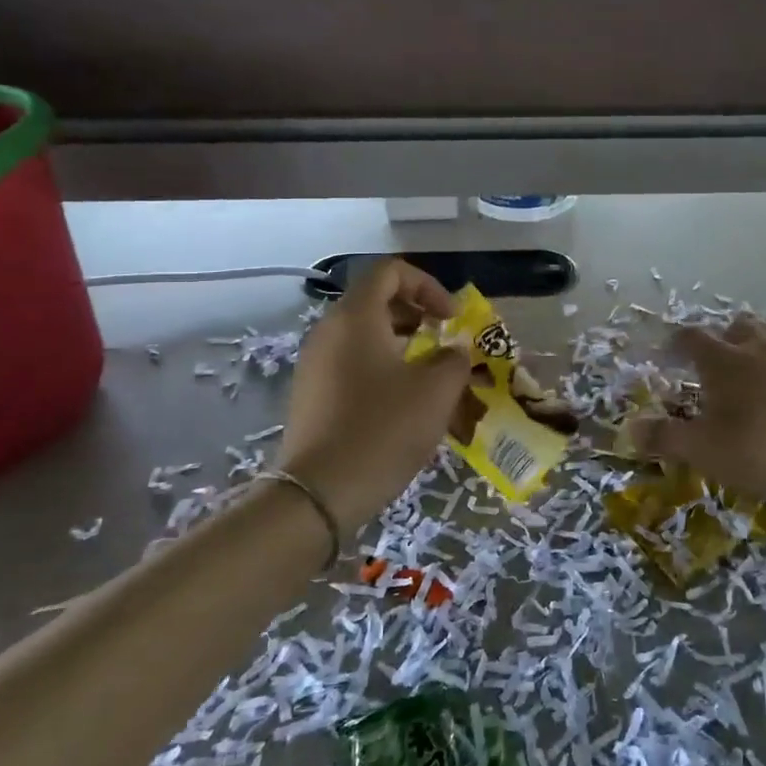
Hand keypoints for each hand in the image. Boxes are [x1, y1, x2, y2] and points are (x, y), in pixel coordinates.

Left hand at [278, 259, 470, 528]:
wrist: (320, 493)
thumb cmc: (383, 429)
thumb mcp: (436, 391)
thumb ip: (453, 359)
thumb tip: (453, 350)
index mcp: (356, 317)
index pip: (390, 272)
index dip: (427, 285)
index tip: (451, 318)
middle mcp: (329, 331)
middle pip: (375, 300)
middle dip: (416, 313)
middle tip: (442, 339)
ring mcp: (315, 363)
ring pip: (363, 334)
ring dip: (401, 342)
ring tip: (429, 372)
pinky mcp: (311, 393)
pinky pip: (351, 362)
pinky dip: (381, 366)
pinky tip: (402, 401)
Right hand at [637, 316, 765, 503]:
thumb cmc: (759, 450)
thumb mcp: (703, 450)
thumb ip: (664, 437)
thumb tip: (630, 429)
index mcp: (722, 360)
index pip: (692, 337)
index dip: (678, 342)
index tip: (670, 352)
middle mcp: (757, 347)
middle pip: (736, 326)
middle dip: (723, 338)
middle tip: (716, 362)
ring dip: (758, 343)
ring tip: (753, 366)